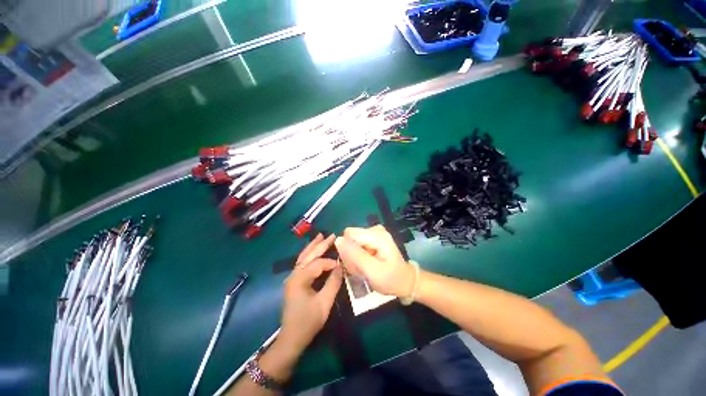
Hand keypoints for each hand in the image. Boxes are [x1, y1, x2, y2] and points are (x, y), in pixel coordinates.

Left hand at [280, 234, 342, 354]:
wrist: (291, 339)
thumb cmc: (308, 322)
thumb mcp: (324, 303)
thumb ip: (333, 283)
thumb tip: (341, 267)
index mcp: (299, 279)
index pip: (318, 264)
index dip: (331, 263)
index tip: (342, 266)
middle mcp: (294, 274)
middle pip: (308, 255)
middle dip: (320, 244)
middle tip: (331, 235)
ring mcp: (292, 277)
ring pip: (303, 257)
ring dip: (313, 246)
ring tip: (320, 236)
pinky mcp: (294, 281)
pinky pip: (303, 263)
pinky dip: (309, 254)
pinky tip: (314, 251)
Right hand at [334, 225, 414, 297]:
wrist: (405, 281)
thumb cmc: (391, 279)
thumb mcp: (372, 271)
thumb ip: (355, 255)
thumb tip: (338, 240)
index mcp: (376, 235)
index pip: (349, 235)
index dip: (347, 250)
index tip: (355, 264)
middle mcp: (375, 229)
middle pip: (350, 238)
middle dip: (350, 255)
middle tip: (360, 269)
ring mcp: (374, 233)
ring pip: (352, 242)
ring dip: (353, 258)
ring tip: (363, 269)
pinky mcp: (372, 238)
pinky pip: (357, 245)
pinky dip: (358, 257)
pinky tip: (365, 265)